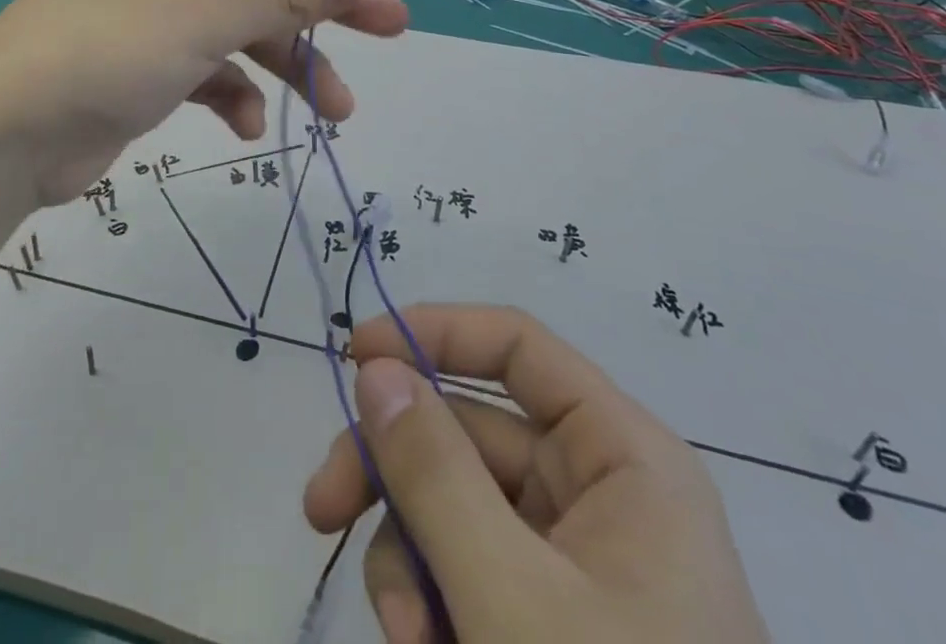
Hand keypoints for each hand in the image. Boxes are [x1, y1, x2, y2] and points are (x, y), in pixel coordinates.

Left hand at [0, 0, 407, 205]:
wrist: (2, 137)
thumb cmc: (106, 51)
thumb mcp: (204, 18)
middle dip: (328, 6)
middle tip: (393, 27)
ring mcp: (164, 11)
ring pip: (248, 27)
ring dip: (292, 64)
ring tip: (339, 110)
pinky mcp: (154, 63)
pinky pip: (215, 67)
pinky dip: (238, 93)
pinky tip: (250, 125)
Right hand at [304, 305, 769, 643]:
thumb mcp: (511, 602)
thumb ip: (435, 475)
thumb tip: (375, 369)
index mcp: (624, 458)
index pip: (516, 345)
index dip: (433, 333)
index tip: (355, 356)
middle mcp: (601, 492)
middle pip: (469, 430)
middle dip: (393, 470)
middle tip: (321, 508)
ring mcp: (576, 562)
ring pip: (457, 504)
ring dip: (408, 558)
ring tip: (402, 636)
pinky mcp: (551, 620)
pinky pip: (469, 571)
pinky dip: (432, 604)